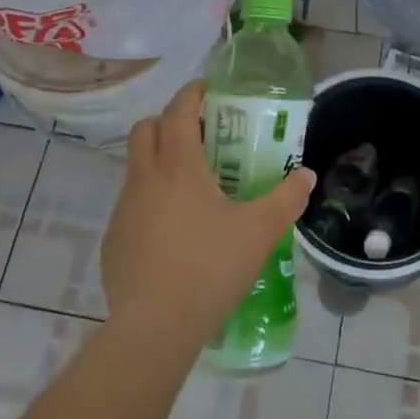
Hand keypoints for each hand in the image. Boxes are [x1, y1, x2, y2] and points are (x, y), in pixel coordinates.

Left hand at [101, 80, 316, 342]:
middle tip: (203, 136)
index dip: (193, 94)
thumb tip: (306, 176)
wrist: (155, 327)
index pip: (178, 110)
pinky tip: (175, 232)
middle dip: (170, 122)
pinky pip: (132, 203)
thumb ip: (287, 198)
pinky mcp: (113, 239)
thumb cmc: (210, 267)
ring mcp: (124, 209)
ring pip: (137, 166)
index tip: (210, 91)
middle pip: (146, 129)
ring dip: (160, 161)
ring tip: (194, 187)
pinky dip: (151, 200)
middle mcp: (145, 177)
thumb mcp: (260, 231)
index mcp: (178, 165)